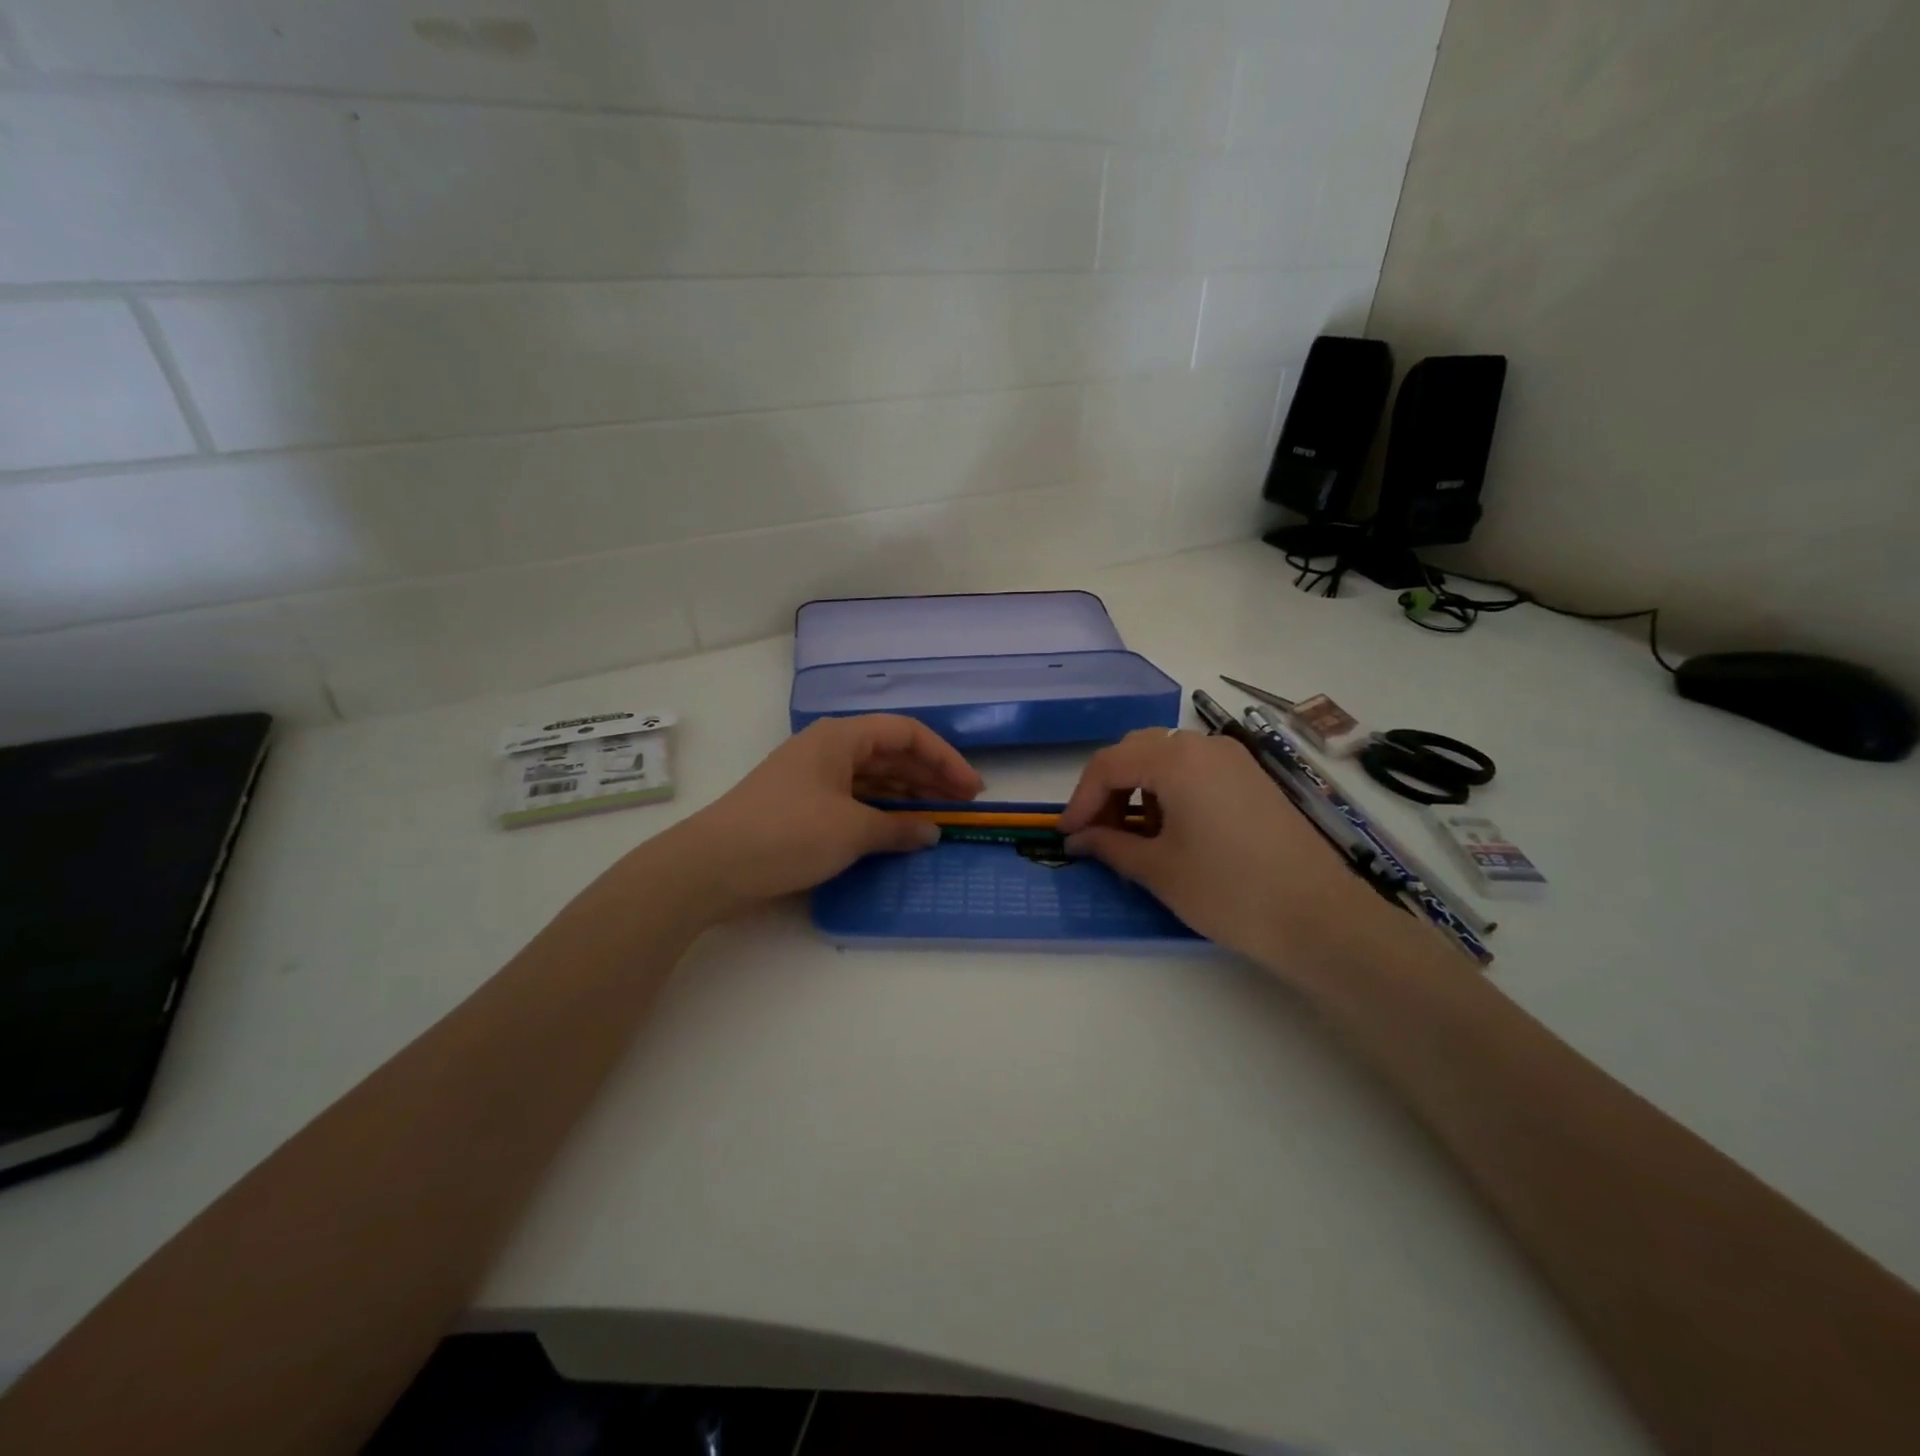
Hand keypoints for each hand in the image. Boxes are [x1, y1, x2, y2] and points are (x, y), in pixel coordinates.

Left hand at [658, 715, 982, 918]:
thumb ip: (897, 829)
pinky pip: (854, 797)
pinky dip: (881, 811)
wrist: (711, 866)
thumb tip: (932, 832)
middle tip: (962, 805)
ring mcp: (813, 776)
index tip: (971, 789)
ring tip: (939, 818)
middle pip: (891, 753)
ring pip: (873, 777)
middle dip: (929, 776)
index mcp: (840, 737)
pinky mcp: (802, 803)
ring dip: (907, 795)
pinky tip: (899, 830)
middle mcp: (828, 748)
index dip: (945, 758)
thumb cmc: (786, 834)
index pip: (906, 733)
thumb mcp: (851, 831)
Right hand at [1056, 728, 1406, 979]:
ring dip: (1139, 789)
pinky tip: (1172, 830)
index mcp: (1176, 760)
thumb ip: (1110, 845)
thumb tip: (1078, 838)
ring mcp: (1233, 759)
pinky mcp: (1252, 778)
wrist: (1319, 918)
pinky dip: (1170, 790)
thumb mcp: (1158, 869)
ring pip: (1166, 758)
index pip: (1109, 765)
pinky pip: (1195, 770)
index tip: (1067, 834)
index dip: (1081, 799)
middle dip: (1108, 789)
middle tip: (1096, 832)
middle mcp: (1204, 745)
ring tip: (1134, 836)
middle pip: (1136, 751)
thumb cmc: (1228, 891)